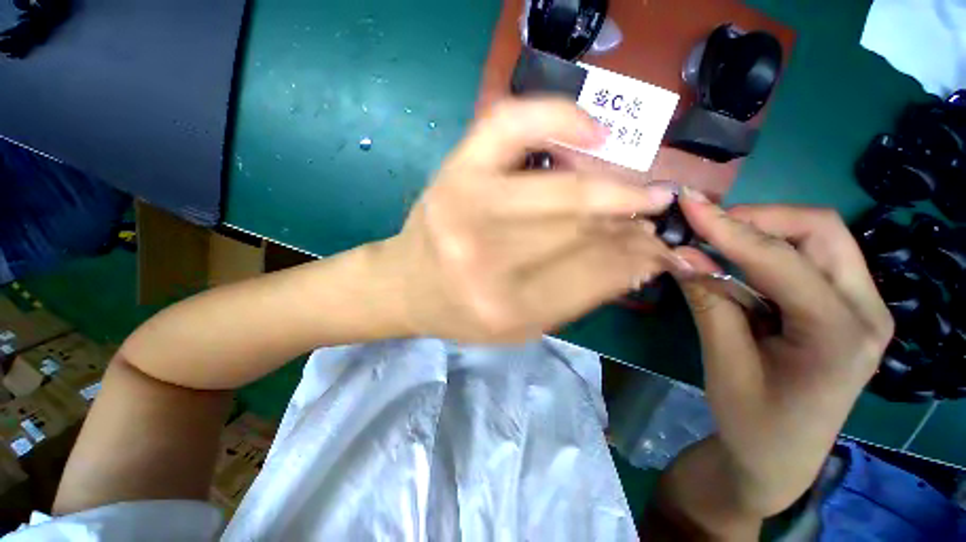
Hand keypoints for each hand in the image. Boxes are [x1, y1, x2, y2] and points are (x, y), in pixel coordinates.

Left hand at [374, 98, 677, 341]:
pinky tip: (593, 132)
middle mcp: (486, 258)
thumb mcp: (521, 326)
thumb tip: (639, 258)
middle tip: (655, 213)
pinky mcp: (456, 171)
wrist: (407, 286)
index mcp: (505, 307)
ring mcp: (468, 205)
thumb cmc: (461, 312)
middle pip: (580, 230)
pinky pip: (511, 125)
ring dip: (612, 190)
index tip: (659, 247)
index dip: (636, 257)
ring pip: (562, 189)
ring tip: (639, 194)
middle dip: (629, 223)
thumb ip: (576, 297)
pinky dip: (557, 118)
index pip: (594, 274)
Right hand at [667, 197, 892, 523]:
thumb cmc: (753, 422)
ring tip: (715, 240)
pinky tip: (735, 262)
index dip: (728, 228)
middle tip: (707, 226)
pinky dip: (767, 250)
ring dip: (762, 231)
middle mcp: (866, 310)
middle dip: (758, 219)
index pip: (781, 259)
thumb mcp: (724, 363)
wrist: (780, 457)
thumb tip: (681, 253)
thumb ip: (708, 301)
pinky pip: (808, 258)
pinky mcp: (845, 307)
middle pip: (820, 230)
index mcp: (839, 335)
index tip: (689, 204)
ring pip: (818, 238)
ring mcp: (861, 307)